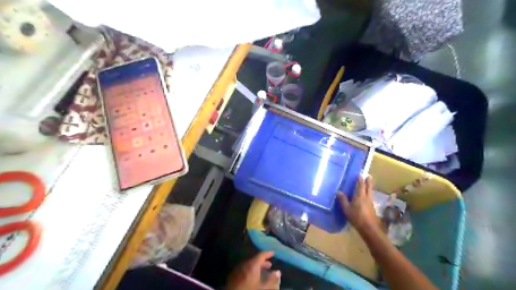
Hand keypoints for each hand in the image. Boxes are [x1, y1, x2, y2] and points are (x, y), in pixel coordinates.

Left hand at [226, 252, 281, 289]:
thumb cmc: (249, 289)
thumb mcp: (262, 287)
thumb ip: (271, 279)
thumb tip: (278, 272)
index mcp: (252, 264)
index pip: (261, 254)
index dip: (268, 253)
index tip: (273, 253)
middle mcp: (245, 263)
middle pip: (255, 259)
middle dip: (263, 261)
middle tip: (269, 264)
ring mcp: (238, 268)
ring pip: (249, 264)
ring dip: (257, 266)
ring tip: (262, 271)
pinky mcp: (233, 274)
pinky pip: (244, 268)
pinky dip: (250, 270)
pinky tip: (253, 276)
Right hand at [339, 175, 377, 233]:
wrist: (369, 228)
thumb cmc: (357, 217)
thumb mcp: (347, 209)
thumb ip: (343, 200)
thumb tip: (339, 192)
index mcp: (360, 196)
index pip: (360, 185)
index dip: (360, 180)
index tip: (359, 175)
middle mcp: (367, 198)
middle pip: (368, 188)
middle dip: (368, 182)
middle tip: (369, 176)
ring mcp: (370, 203)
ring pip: (370, 193)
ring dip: (369, 188)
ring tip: (367, 186)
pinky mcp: (372, 208)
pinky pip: (370, 198)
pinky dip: (368, 195)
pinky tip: (366, 198)